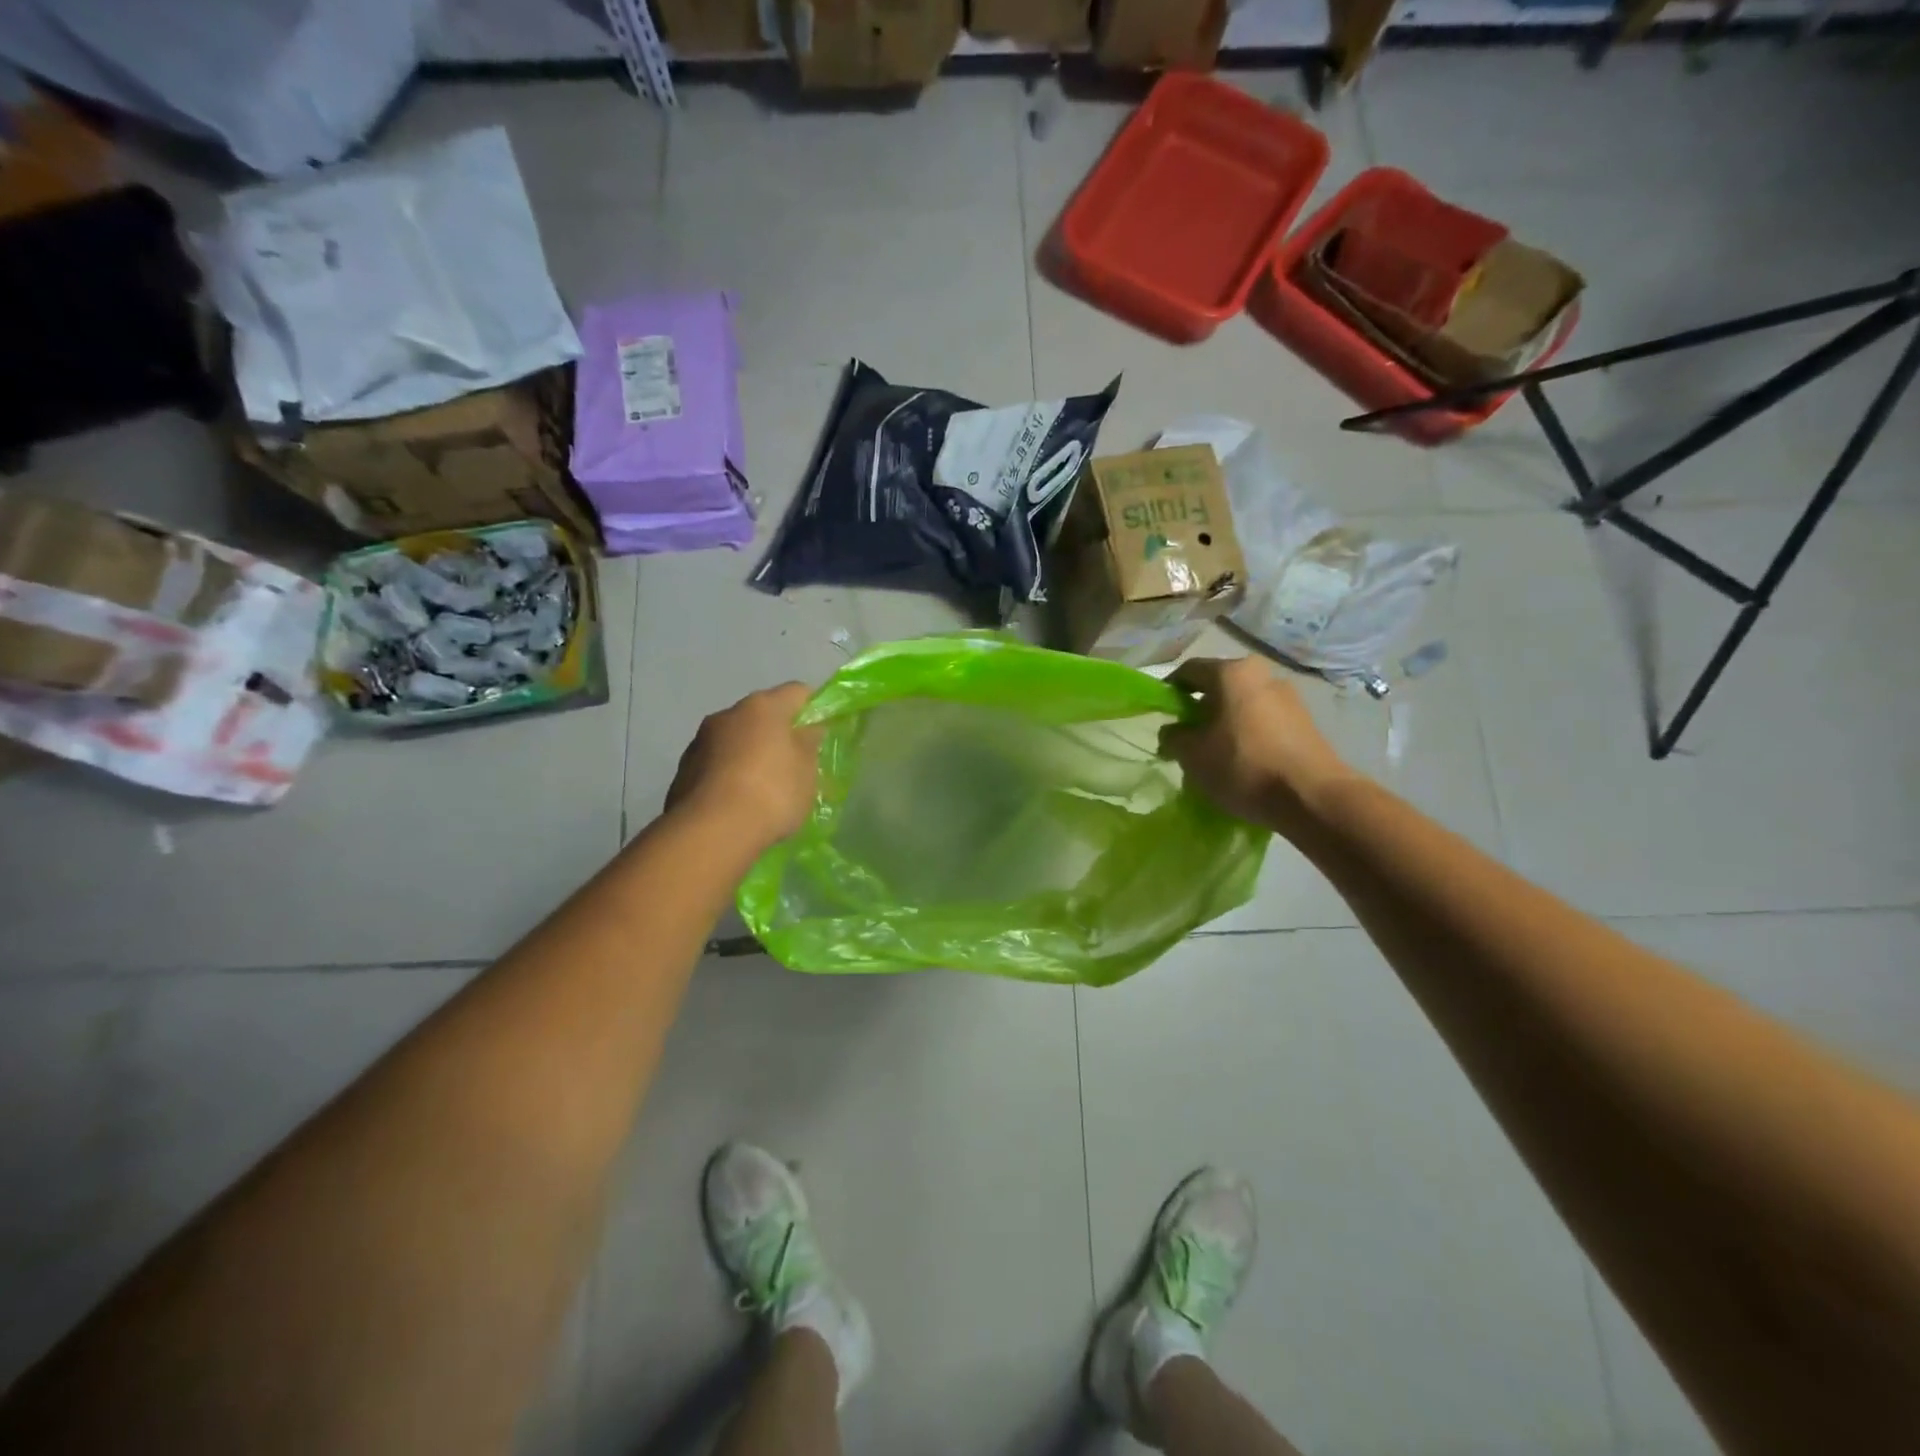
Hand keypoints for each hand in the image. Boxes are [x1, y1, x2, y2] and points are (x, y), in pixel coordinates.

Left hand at [666, 683, 821, 851]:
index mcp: (762, 707)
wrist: (712, 831)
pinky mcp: (683, 771)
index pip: (796, 692)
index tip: (821, 731)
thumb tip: (808, 730)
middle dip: (778, 734)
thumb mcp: (806, 771)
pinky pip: (716, 765)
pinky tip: (738, 803)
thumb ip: (809, 745)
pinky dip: (729, 775)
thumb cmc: (772, 792)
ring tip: (763, 788)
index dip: (812, 708)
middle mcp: (727, 715)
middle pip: (761, 715)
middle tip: (793, 764)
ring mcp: (700, 742)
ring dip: (750, 755)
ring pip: (735, 740)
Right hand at [1159, 657, 1355, 835]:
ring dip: (1226, 723)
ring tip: (1216, 754)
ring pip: (1244, 705)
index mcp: (1232, 673)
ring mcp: (1290, 698)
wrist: (1312, 797)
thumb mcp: (1193, 755)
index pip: (1190, 670)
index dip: (1170, 690)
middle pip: (1220, 687)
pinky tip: (1244, 762)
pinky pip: (1265, 721)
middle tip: (1188, 738)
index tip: (1163, 714)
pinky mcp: (1306, 723)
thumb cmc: (1243, 766)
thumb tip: (1172, 731)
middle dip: (1200, 710)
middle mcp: (1263, 675)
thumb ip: (1174, 737)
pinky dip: (1249, 735)